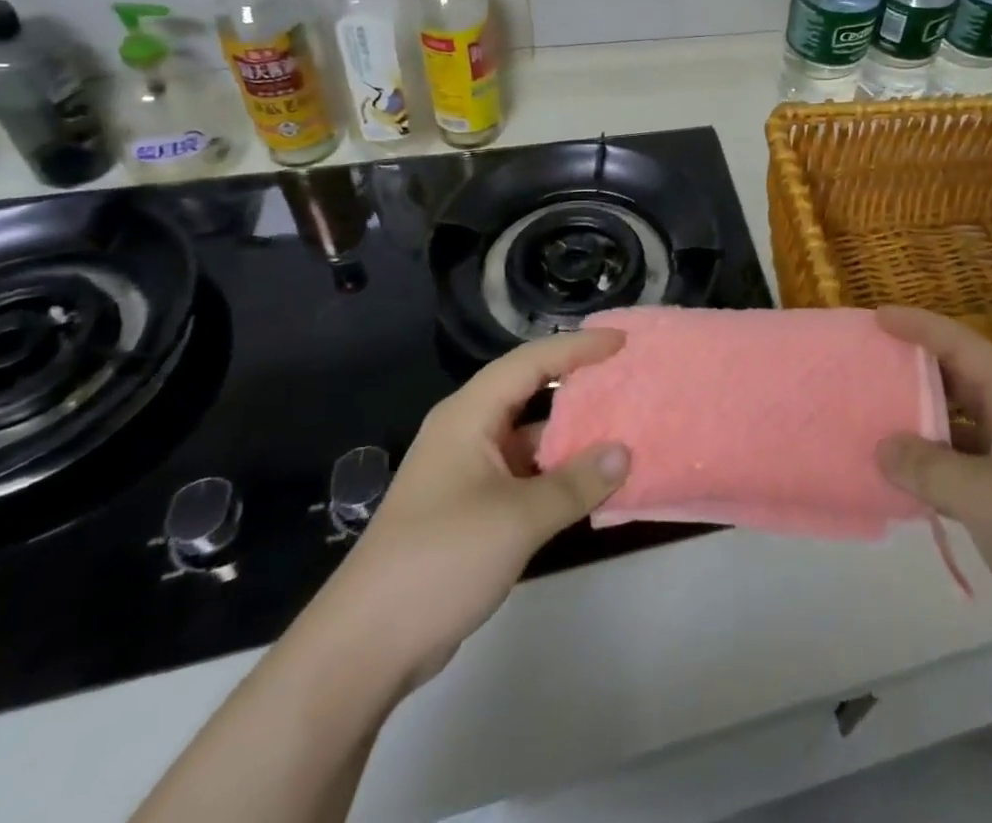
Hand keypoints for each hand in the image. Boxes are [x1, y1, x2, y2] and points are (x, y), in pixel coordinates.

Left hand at [311, 328, 631, 694]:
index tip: (622, 342)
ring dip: (572, 433)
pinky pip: (525, 472)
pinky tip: (593, 481)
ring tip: (623, 425)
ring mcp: (468, 472)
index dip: (578, 348)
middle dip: (578, 383)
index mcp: (469, 415)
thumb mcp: (518, 518)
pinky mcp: (471, 508)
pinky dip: (558, 471)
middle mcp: (468, 432)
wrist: (363, 648)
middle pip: (530, 391)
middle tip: (627, 376)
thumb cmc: (440, 560)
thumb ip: (576, 482)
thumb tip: (625, 452)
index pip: (531, 362)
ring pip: (530, 435)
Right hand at [874, 307, 991, 686]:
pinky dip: (927, 464)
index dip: (919, 326)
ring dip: (916, 417)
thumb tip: (881, 446)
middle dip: (912, 366)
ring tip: (870, 414)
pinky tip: (896, 476)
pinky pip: (957, 465)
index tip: (876, 317)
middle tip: (865, 361)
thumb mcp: (989, 497)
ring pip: (955, 422)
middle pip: (956, 377)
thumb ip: (930, 468)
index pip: (960, 345)